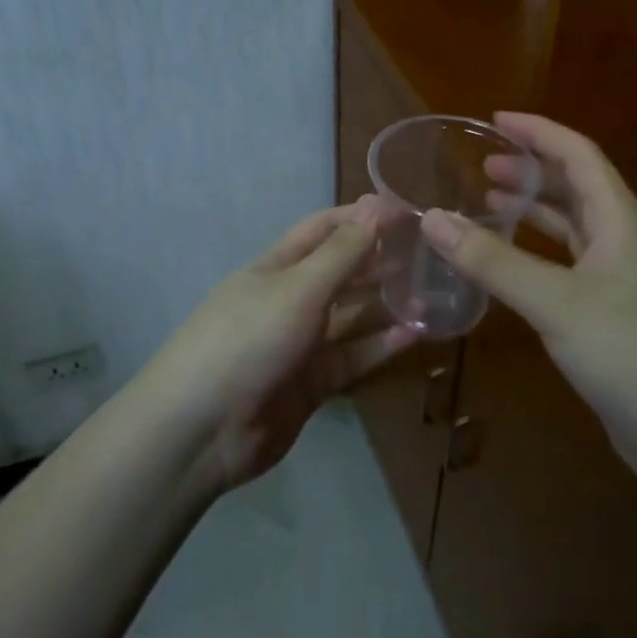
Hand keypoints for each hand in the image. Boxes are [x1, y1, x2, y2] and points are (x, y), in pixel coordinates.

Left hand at [146, 196, 417, 488]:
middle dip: (379, 258)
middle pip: (341, 270)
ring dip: (386, 302)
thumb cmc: (248, 339)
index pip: (323, 229)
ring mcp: (301, 343)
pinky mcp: (312, 383)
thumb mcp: (297, 289)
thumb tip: (375, 208)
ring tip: (433, 289)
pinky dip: (382, 345)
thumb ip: (341, 254)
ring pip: (351, 315)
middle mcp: (290, 299)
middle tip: (429, 252)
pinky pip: (353, 357)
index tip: (407, 211)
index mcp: (277, 267)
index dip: (362, 217)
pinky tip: (417, 332)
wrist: (202, 429)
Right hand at [419, 113, 636, 470]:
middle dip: (531, 171)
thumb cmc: (636, 354)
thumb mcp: (556, 302)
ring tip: (489, 203)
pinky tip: (510, 269)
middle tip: (481, 165)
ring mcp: (624, 284)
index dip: (538, 131)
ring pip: (573, 232)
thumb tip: (431, 218)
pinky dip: (537, 259)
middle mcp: (625, 242)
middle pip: (576, 189)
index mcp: (621, 220)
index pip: (578, 155)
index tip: (494, 119)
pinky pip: (570, 271)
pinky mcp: (616, 321)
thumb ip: (492, 261)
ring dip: (534, 213)